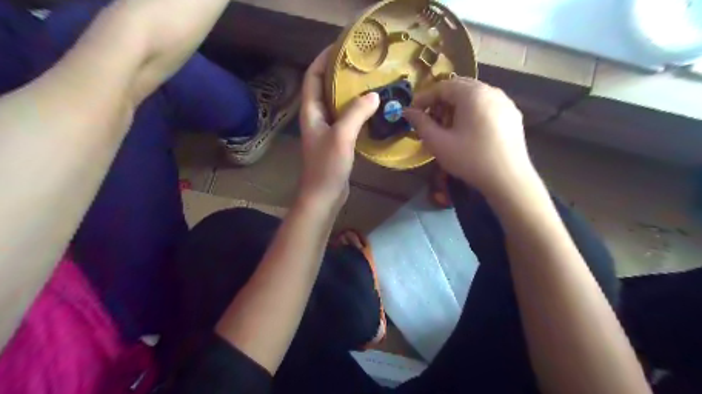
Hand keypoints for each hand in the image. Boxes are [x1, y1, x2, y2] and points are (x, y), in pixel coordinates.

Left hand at [298, 46, 381, 209]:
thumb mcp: (341, 136)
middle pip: (325, 88)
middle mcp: (317, 117)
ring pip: (337, 104)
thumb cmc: (327, 166)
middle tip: (362, 63)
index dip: (324, 59)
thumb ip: (356, 113)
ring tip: (370, 81)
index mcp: (311, 111)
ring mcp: (327, 130)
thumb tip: (374, 94)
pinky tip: (372, 109)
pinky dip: (357, 111)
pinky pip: (346, 119)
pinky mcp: (337, 141)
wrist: (324, 195)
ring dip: (350, 92)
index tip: (341, 46)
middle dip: (340, 73)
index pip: (313, 77)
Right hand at [407, 78, 532, 192]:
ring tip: (448, 127)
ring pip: (474, 96)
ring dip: (456, 106)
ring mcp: (505, 102)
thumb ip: (421, 123)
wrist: (508, 179)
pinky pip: (487, 105)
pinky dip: (472, 112)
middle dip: (440, 101)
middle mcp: (491, 90)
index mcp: (472, 93)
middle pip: (459, 88)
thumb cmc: (469, 159)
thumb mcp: (438, 142)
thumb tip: (407, 111)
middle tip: (430, 119)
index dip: (424, 98)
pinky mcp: (513, 115)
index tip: (412, 112)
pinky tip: (469, 131)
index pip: (442, 87)